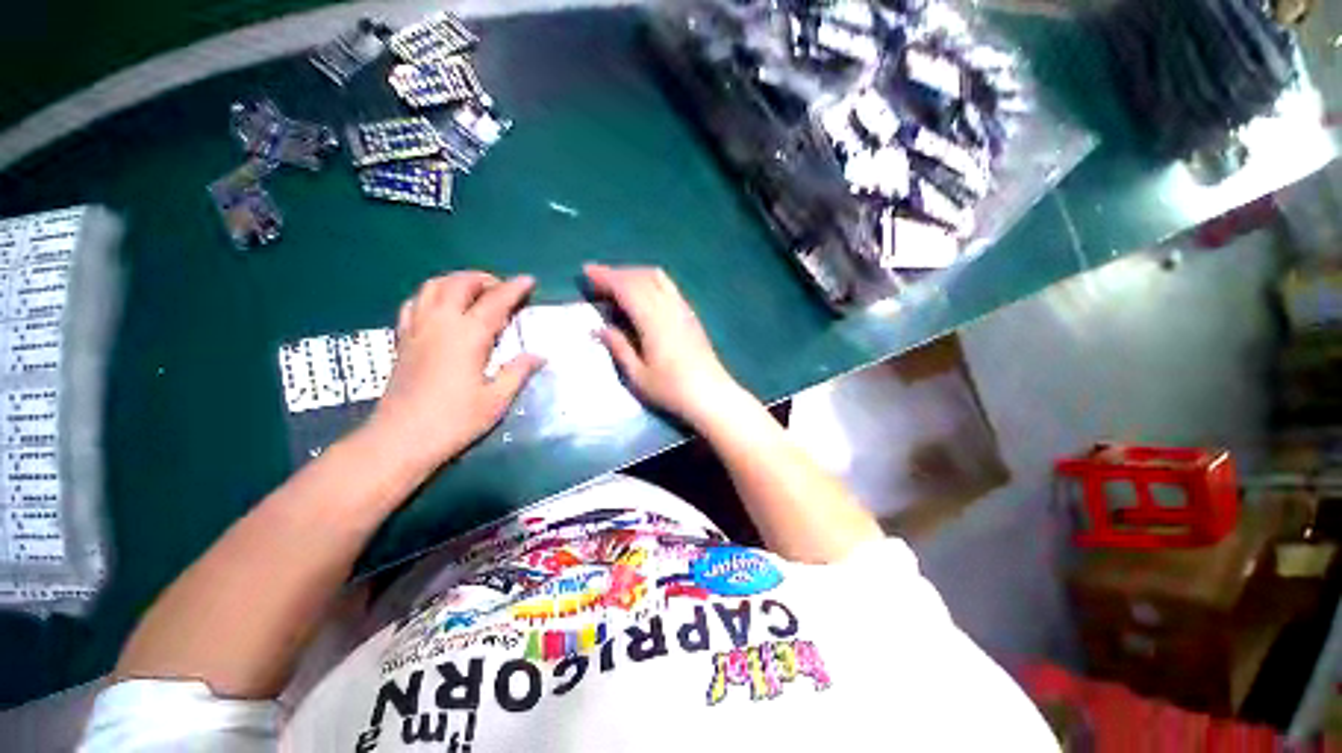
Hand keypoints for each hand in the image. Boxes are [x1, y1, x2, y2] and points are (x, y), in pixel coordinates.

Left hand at [365, 272, 542, 472]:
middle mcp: (439, 324)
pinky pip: (414, 303)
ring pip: (433, 287)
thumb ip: (518, 372)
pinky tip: (443, 308)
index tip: (530, 280)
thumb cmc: (454, 421)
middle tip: (503, 289)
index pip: (495, 301)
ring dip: (456, 281)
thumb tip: (539, 355)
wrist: (400, 439)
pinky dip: (432, 295)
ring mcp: (416, 329)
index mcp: (467, 336)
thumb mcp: (496, 400)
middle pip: (459, 284)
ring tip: (475, 292)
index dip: (514, 288)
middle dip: (484, 279)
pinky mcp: (402, 340)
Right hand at [585, 264, 742, 424]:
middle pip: (641, 277)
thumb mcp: (638, 375)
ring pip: (658, 278)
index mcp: (653, 320)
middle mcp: (669, 307)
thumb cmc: (672, 389)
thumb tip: (600, 328)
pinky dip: (650, 281)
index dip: (605, 277)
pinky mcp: (691, 315)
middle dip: (617, 273)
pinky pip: (668, 286)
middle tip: (598, 279)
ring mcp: (683, 309)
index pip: (626, 288)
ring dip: (635, 274)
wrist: (711, 395)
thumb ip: (619, 347)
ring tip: (618, 283)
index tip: (587, 272)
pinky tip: (644, 294)